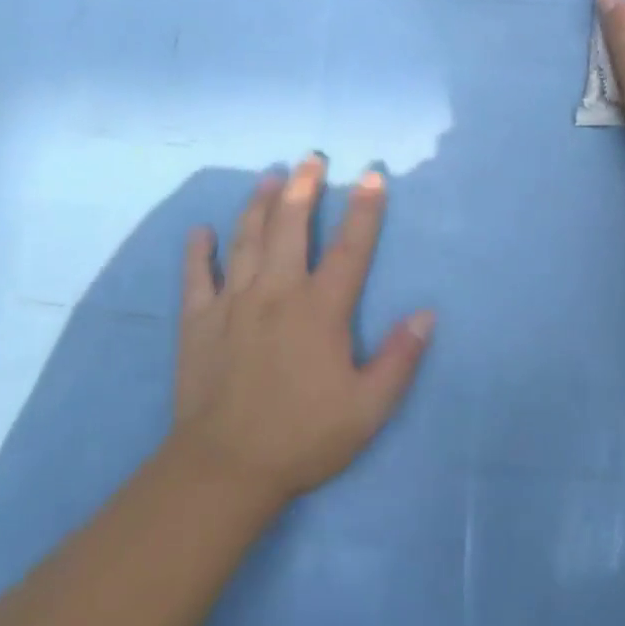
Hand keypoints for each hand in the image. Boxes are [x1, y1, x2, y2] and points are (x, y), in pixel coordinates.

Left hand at [170, 156, 433, 505]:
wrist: (226, 467)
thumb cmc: (304, 436)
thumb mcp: (368, 409)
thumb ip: (399, 359)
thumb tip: (426, 314)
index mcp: (320, 310)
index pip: (351, 248)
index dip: (365, 210)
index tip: (372, 176)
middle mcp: (277, 293)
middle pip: (292, 227)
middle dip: (304, 188)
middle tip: (310, 158)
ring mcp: (233, 302)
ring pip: (247, 239)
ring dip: (259, 204)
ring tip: (269, 176)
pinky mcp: (198, 320)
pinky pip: (197, 276)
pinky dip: (199, 250)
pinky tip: (202, 230)